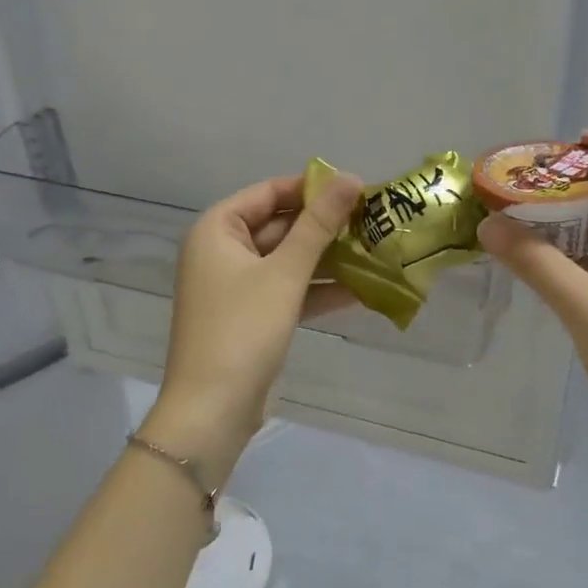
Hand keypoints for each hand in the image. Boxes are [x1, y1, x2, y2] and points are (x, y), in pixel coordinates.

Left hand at [145, 170, 362, 476]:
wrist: (212, 409)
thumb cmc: (243, 329)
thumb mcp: (285, 273)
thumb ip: (318, 225)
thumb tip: (350, 178)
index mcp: (217, 229)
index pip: (268, 192)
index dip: (311, 188)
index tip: (356, 189)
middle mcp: (221, 251)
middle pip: (279, 226)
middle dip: (324, 227)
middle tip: (373, 221)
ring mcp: (235, 286)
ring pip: (286, 261)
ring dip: (326, 259)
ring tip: (375, 251)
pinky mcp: (250, 317)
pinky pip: (286, 291)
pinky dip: (316, 290)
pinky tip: (359, 290)